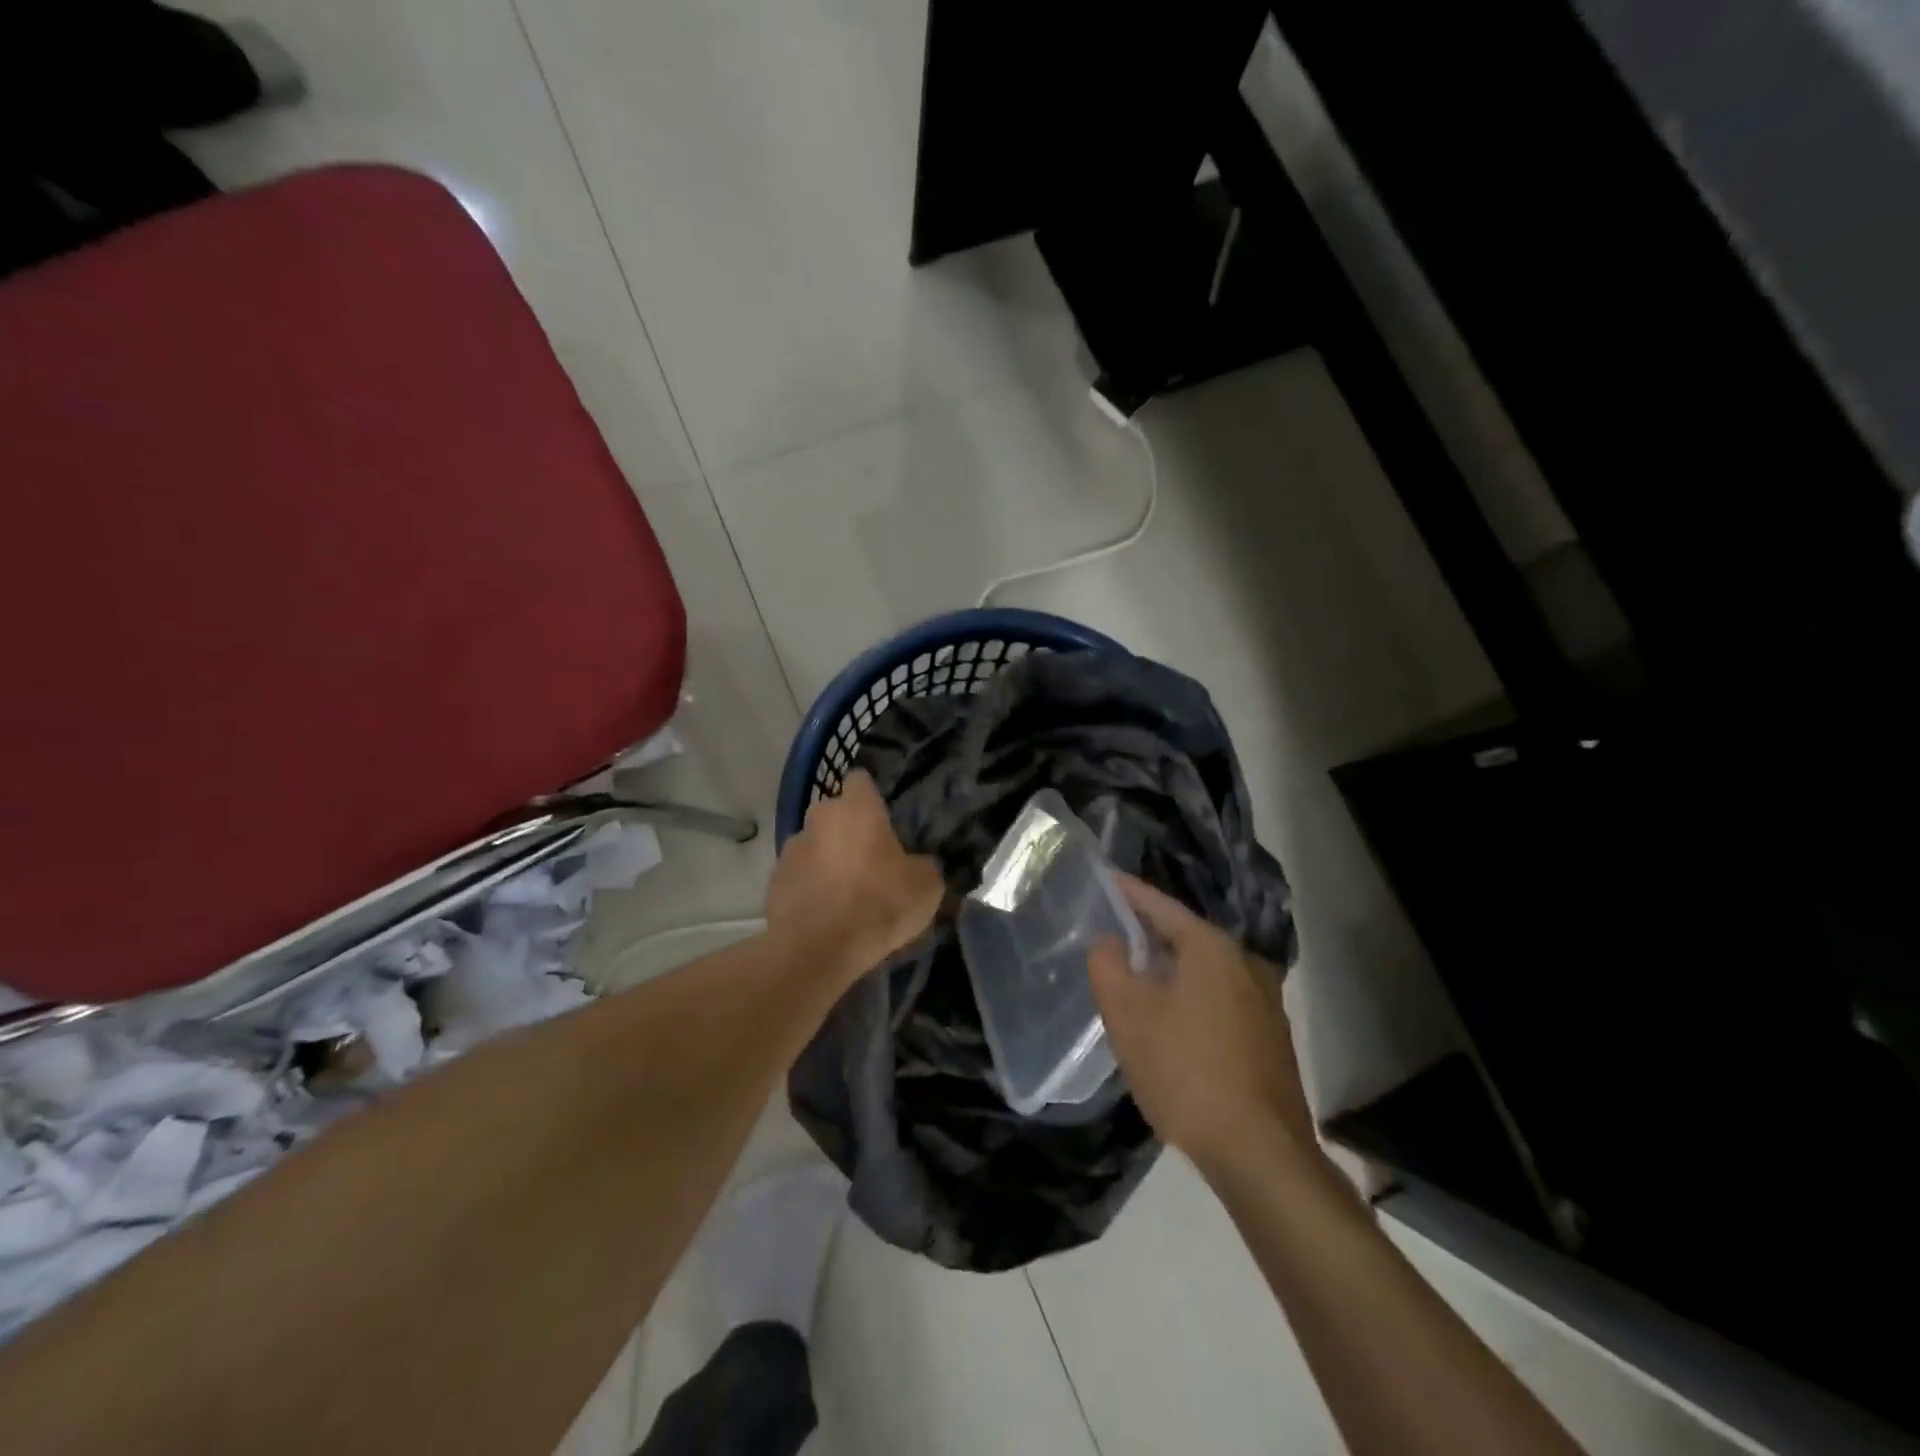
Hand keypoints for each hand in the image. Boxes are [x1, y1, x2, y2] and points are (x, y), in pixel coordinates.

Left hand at [766, 770, 943, 984]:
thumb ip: (922, 865)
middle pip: (834, 814)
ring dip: (826, 860)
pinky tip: (823, 915)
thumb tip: (916, 865)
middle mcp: (819, 818)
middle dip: (847, 831)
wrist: (819, 949)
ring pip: (813, 845)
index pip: (861, 780)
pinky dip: (809, 889)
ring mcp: (791, 849)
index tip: (883, 819)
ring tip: (844, 894)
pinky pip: (797, 877)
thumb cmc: (879, 904)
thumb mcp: (926, 887)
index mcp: (857, 808)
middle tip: (868, 862)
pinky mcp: (773, 882)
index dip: (871, 796)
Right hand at [1089, 875, 1314, 1171]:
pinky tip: (1172, 1022)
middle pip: (1186, 936)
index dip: (1128, 892)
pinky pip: (1220, 999)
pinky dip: (1191, 997)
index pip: (1160, 905)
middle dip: (1148, 934)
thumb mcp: (1127, 1014)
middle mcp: (1245, 962)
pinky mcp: (1271, 1036)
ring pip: (1205, 970)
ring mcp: (1265, 1000)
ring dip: (1170, 969)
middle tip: (1112, 934)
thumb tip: (1108, 940)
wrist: (1260, 1152)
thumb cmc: (1186, 1071)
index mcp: (1211, 947)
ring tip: (1137, 977)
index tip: (1104, 879)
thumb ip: (1108, 964)